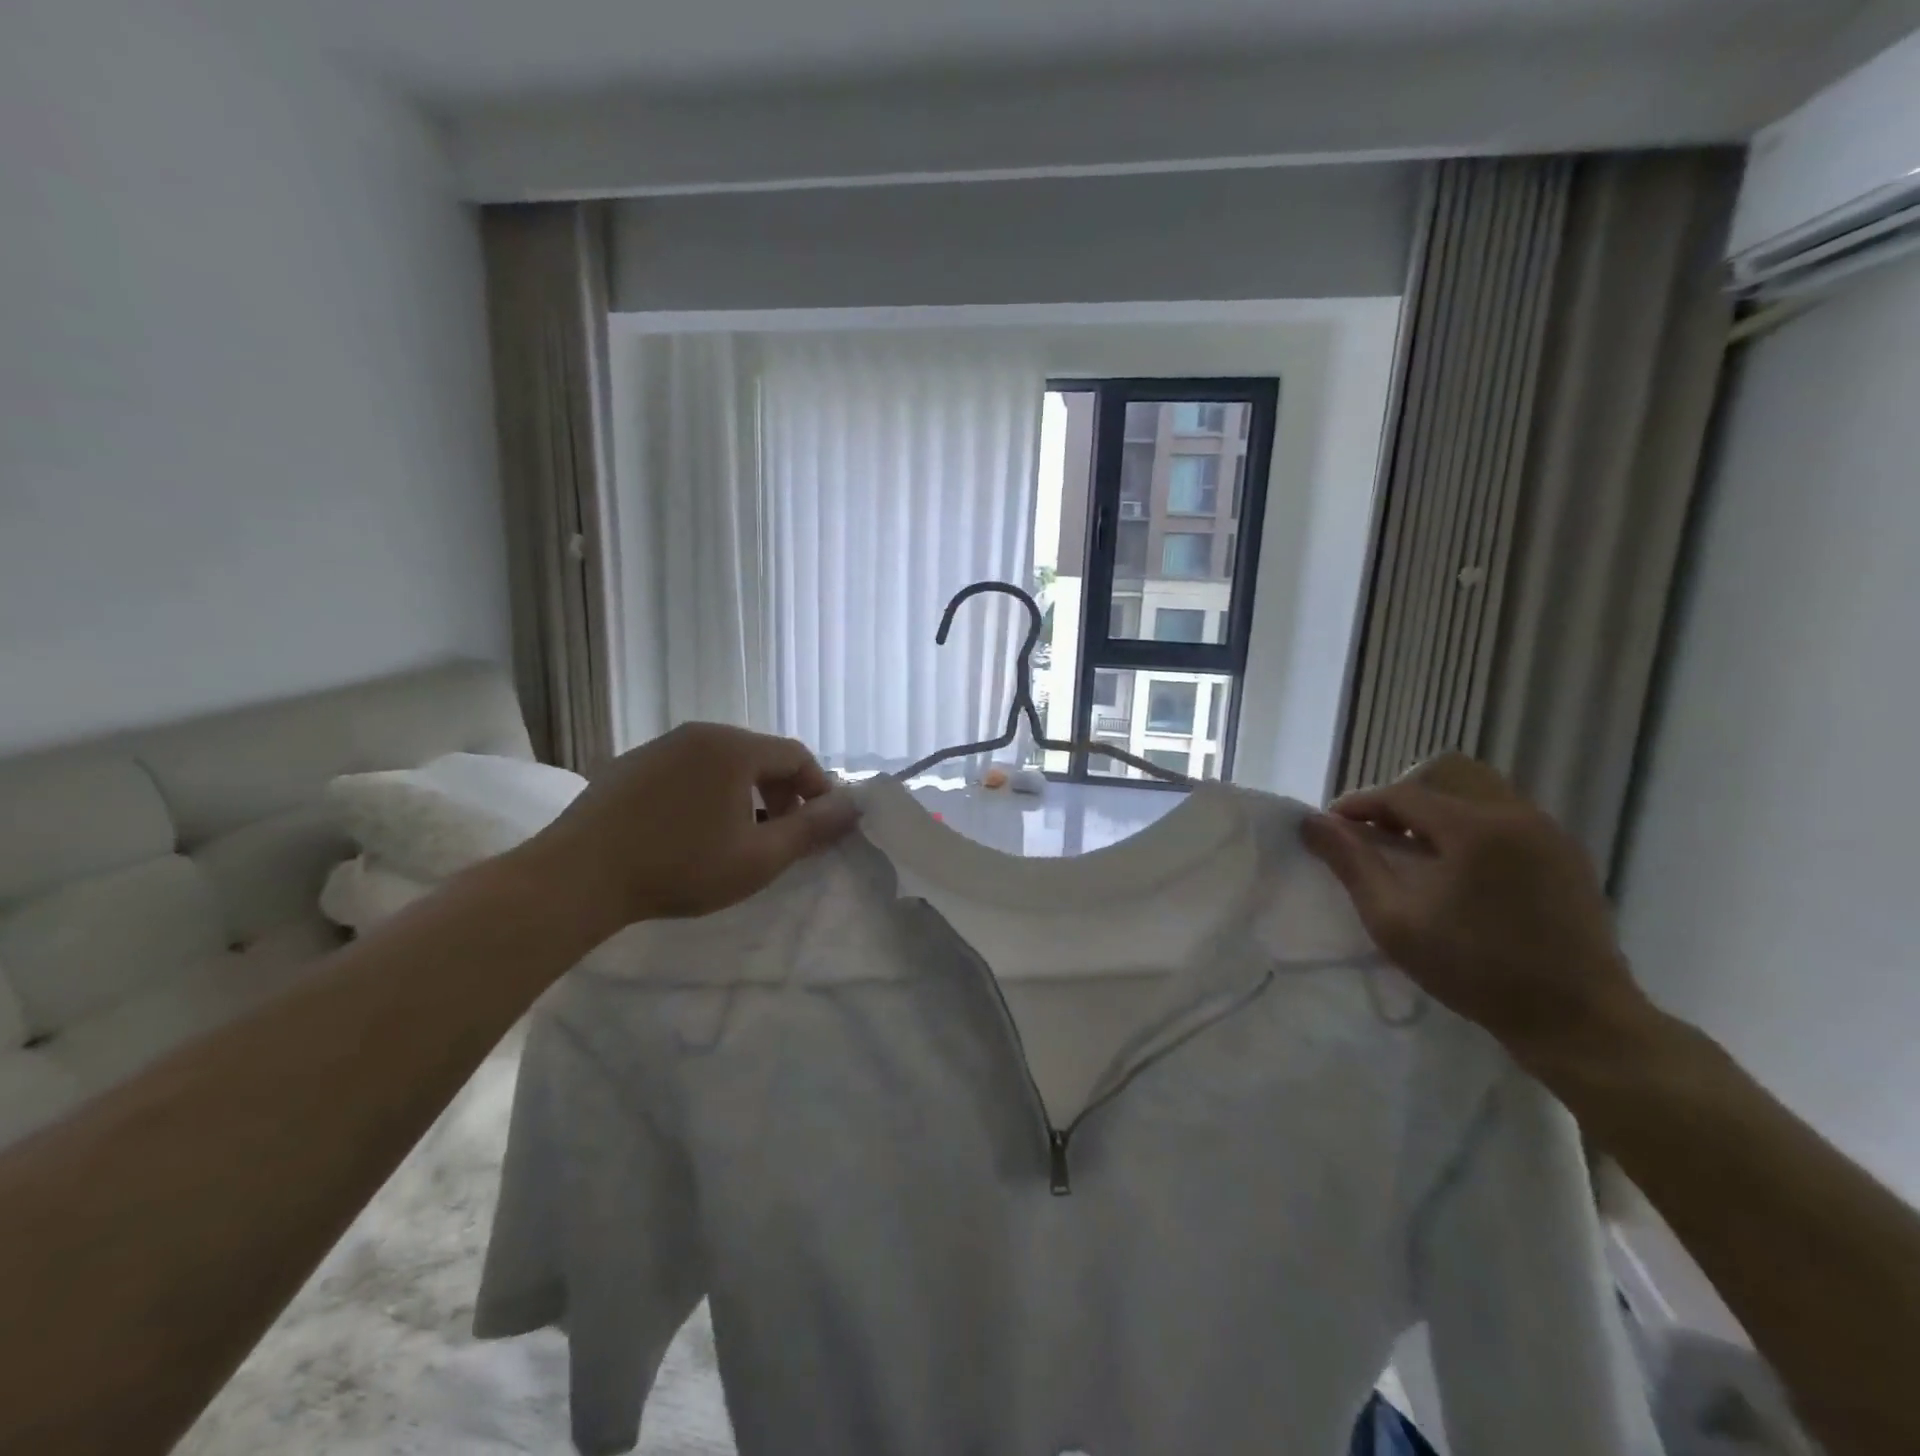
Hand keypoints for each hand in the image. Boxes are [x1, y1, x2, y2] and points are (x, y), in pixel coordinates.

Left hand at [518, 724, 858, 932]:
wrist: (578, 877)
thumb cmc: (680, 867)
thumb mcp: (759, 858)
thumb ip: (812, 830)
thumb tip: (854, 806)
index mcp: (734, 748)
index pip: (796, 755)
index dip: (818, 788)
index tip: (820, 826)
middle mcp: (699, 734)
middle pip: (760, 755)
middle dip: (782, 793)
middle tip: (781, 835)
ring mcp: (660, 746)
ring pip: (722, 763)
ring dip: (745, 794)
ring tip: (738, 836)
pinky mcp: (629, 765)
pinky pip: (686, 770)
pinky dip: (707, 793)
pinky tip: (690, 832)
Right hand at [1300, 754, 1652, 1064]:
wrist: (1577, 1019)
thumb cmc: (1475, 970)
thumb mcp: (1394, 920)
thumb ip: (1351, 863)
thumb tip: (1312, 822)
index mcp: (1473, 828)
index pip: (1402, 793)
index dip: (1359, 804)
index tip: (1331, 826)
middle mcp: (1515, 815)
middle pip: (1448, 772)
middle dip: (1404, 793)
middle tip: (1382, 832)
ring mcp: (1548, 832)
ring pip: (1481, 788)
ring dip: (1440, 806)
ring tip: (1418, 849)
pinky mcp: (1567, 854)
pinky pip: (1508, 814)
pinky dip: (1472, 823)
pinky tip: (1461, 867)